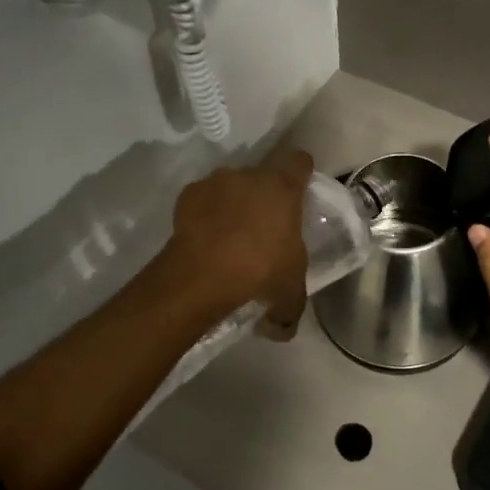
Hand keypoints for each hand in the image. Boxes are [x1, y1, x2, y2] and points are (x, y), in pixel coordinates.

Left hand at [166, 146, 313, 339]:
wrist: (201, 274)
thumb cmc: (259, 271)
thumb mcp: (288, 294)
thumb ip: (290, 308)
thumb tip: (283, 328)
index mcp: (284, 188)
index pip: (300, 161)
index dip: (301, 173)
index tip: (299, 191)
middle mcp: (251, 175)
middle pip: (263, 175)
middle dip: (264, 195)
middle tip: (264, 226)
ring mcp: (216, 182)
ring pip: (232, 186)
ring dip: (233, 203)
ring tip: (230, 236)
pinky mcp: (188, 195)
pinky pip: (203, 200)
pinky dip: (206, 214)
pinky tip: (206, 240)